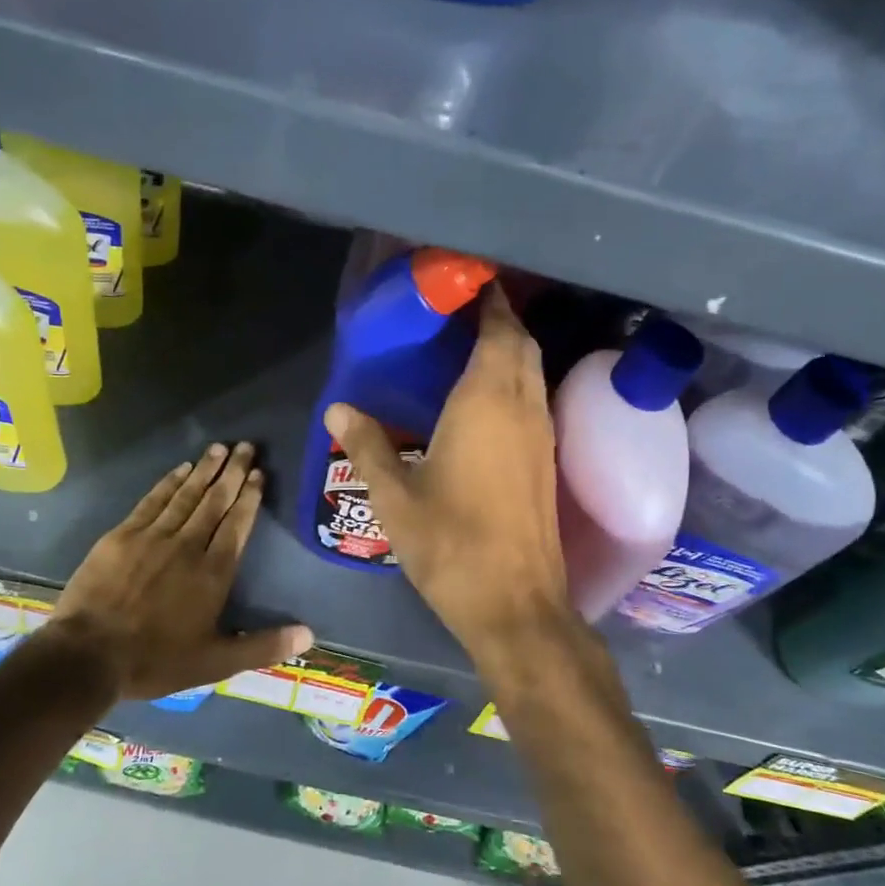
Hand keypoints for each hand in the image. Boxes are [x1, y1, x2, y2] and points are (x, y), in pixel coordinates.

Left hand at [46, 443, 312, 701]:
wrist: (88, 656)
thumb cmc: (156, 660)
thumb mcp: (216, 663)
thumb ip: (263, 646)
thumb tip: (309, 636)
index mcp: (213, 572)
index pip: (237, 524)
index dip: (250, 497)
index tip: (259, 473)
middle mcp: (188, 545)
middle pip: (215, 501)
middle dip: (233, 472)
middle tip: (247, 446)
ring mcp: (153, 536)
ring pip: (186, 495)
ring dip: (205, 470)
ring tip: (220, 448)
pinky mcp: (122, 535)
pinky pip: (152, 501)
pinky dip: (168, 482)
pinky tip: (180, 468)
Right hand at [325, 283, 575, 655]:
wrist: (515, 604)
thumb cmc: (451, 545)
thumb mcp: (395, 497)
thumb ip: (366, 446)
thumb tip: (337, 408)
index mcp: (486, 403)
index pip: (499, 332)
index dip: (490, 302)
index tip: (471, 282)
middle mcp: (523, 408)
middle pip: (522, 345)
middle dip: (501, 320)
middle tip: (463, 311)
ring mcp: (542, 435)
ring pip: (533, 373)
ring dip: (512, 350)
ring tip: (473, 346)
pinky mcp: (547, 462)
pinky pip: (535, 400)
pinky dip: (517, 382)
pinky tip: (488, 400)